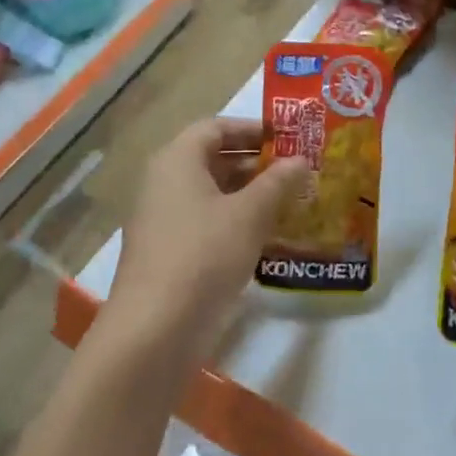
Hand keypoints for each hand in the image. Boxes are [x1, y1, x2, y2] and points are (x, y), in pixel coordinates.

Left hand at [105, 117, 309, 366]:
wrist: (154, 328)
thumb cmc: (204, 255)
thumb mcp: (249, 215)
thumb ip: (277, 183)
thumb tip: (300, 160)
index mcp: (177, 160)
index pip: (216, 127)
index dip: (252, 129)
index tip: (287, 138)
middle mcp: (164, 182)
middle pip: (213, 159)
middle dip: (256, 163)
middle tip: (297, 171)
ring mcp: (163, 219)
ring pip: (211, 194)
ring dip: (249, 195)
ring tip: (291, 202)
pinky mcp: (169, 252)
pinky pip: (206, 223)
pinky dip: (235, 222)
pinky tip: (267, 237)